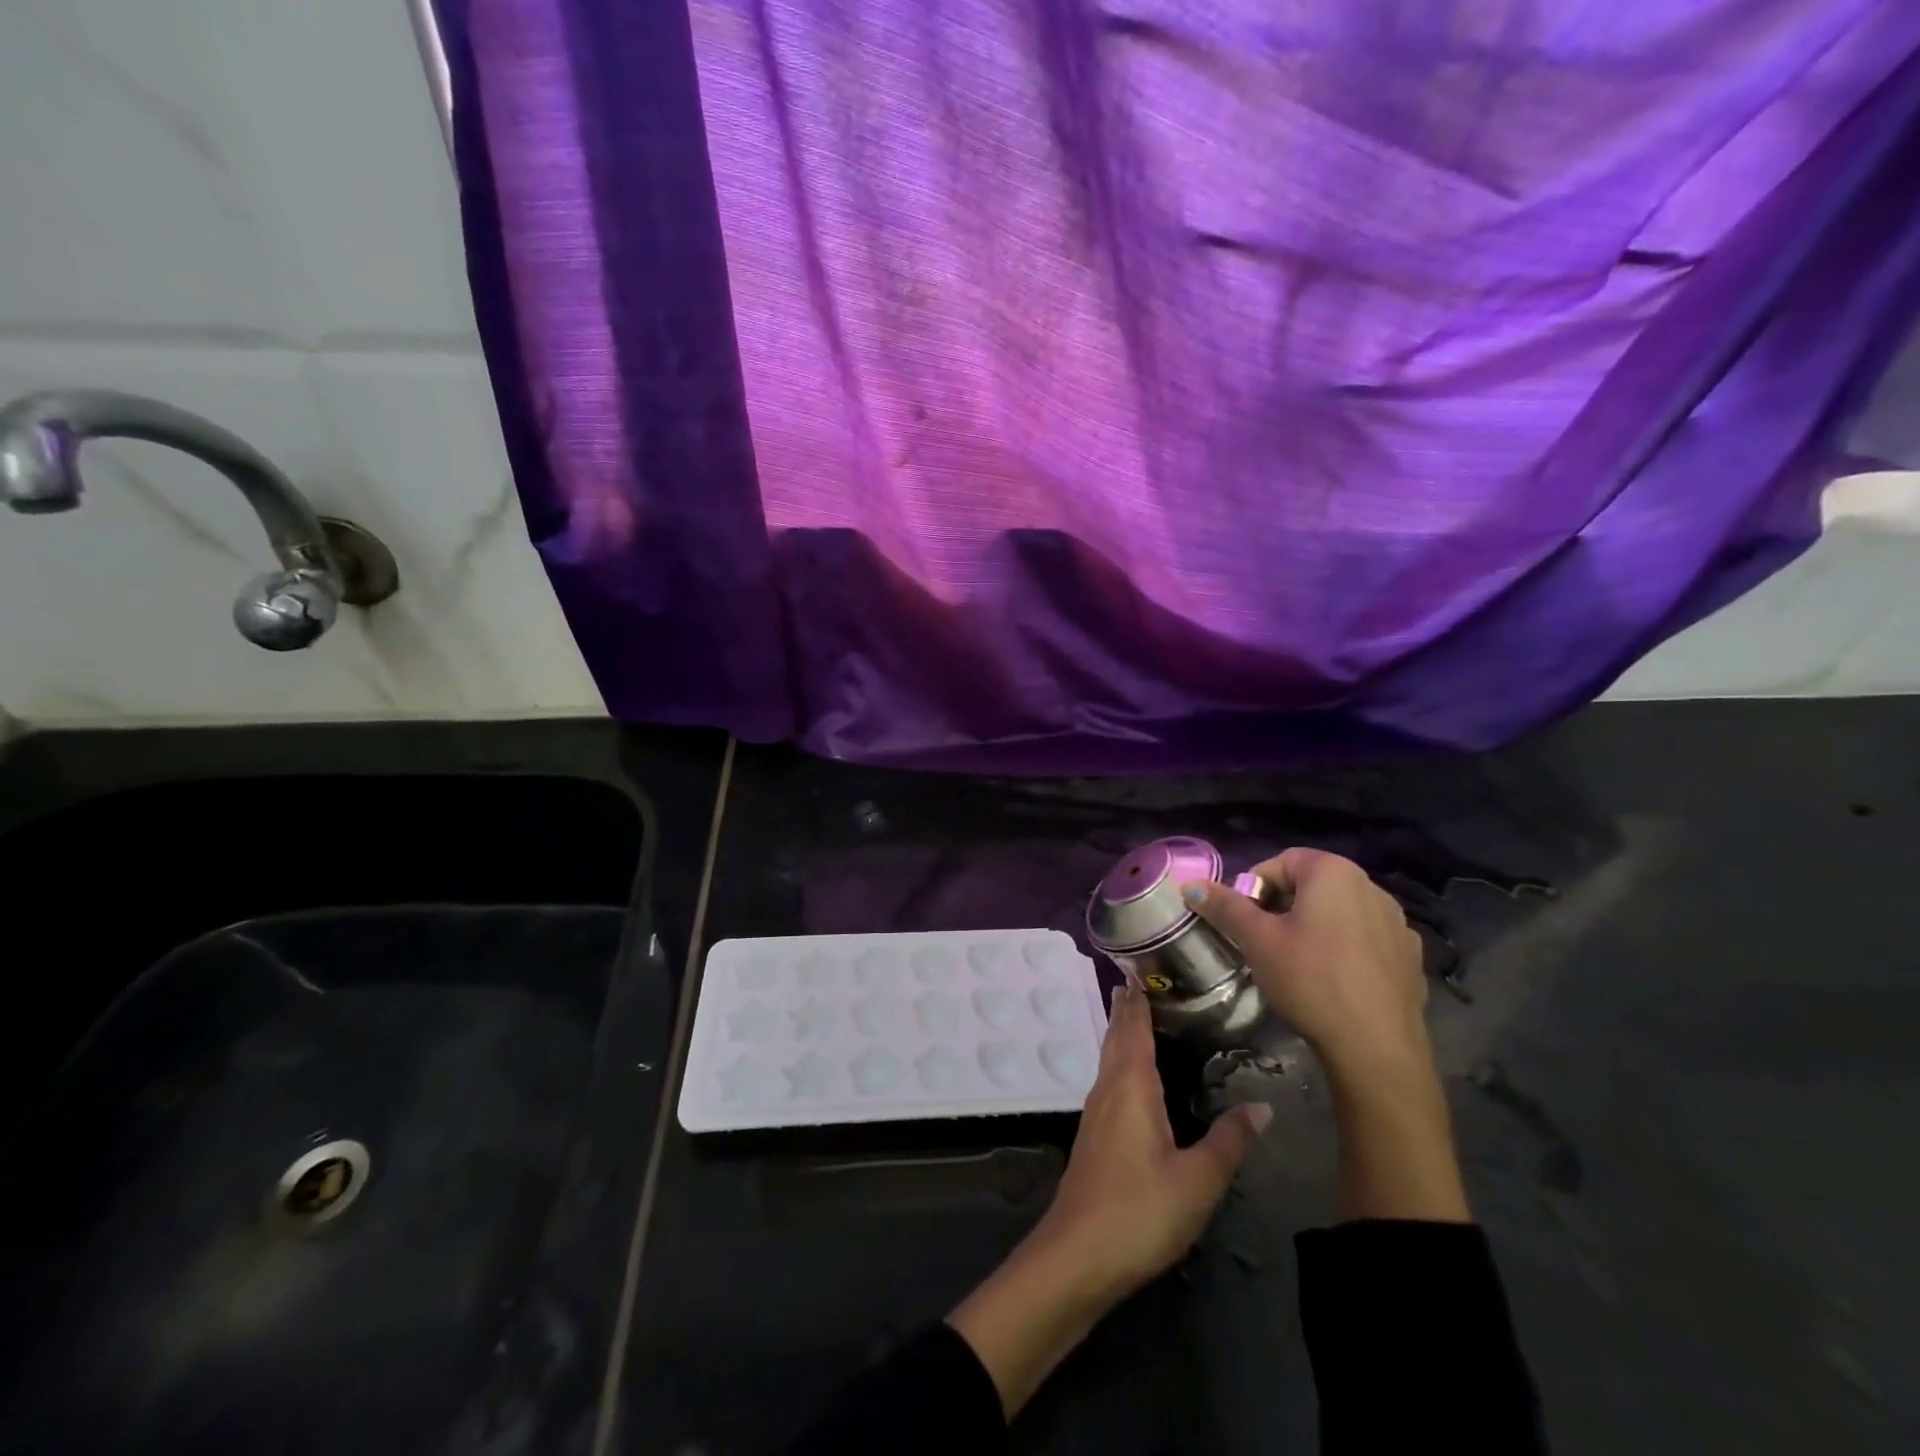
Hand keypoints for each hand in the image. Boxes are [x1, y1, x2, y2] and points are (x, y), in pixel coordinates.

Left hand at [946, 986, 1268, 1415]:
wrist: (1077, 1255)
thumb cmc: (1139, 1210)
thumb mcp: (1197, 1181)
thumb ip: (1229, 1141)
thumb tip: (1263, 1106)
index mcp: (1131, 1085)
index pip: (1134, 1026)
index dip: (1139, 996)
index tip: (1142, 964)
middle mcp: (1108, 1088)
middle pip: (1117, 1035)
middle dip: (1129, 1007)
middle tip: (1146, 980)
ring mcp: (1096, 1112)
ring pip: (1110, 1057)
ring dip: (1123, 1032)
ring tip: (1142, 1015)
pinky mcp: (1094, 1136)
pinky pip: (1110, 1080)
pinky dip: (1122, 1061)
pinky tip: (1135, 1076)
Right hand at [1183, 847, 1428, 1079]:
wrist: (1376, 1047)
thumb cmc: (1310, 980)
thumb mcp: (1257, 941)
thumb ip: (1225, 907)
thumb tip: (1190, 885)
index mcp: (1334, 873)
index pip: (1280, 862)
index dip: (1254, 887)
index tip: (1243, 920)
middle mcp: (1371, 887)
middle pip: (1312, 885)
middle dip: (1282, 906)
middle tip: (1264, 941)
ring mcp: (1397, 922)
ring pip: (1340, 912)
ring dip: (1315, 926)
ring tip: (1297, 963)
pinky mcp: (1410, 956)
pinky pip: (1366, 939)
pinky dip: (1345, 949)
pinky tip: (1334, 980)